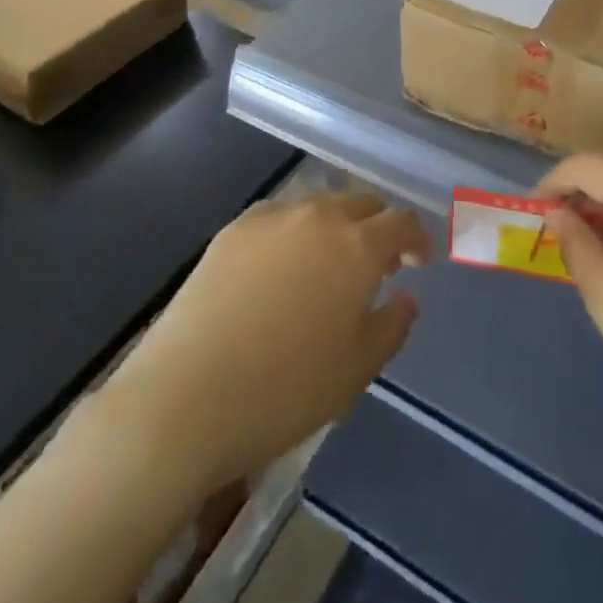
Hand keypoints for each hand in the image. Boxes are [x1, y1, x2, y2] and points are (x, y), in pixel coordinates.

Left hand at [99, 192, 430, 493]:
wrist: (184, 398)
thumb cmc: (284, 392)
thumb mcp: (355, 371)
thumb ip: (392, 326)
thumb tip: (406, 296)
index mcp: (357, 247)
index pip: (402, 222)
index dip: (416, 239)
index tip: (418, 261)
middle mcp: (319, 217)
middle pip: (362, 203)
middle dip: (377, 227)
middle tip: (375, 264)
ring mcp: (272, 219)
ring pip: (319, 205)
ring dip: (336, 225)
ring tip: (327, 263)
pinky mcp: (233, 229)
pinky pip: (279, 216)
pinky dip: (294, 231)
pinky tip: (280, 266)